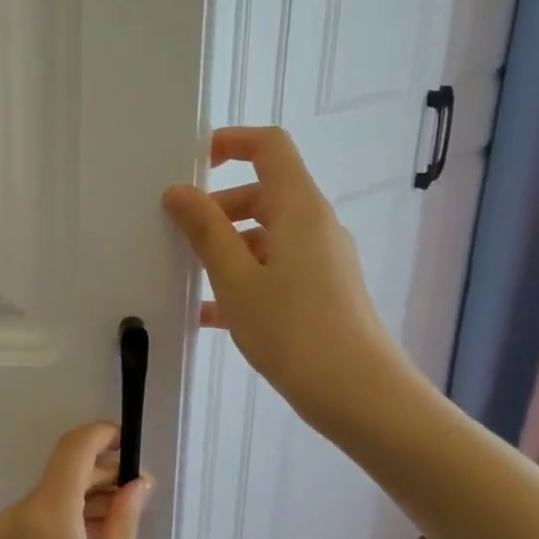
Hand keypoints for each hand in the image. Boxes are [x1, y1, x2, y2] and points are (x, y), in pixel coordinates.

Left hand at [0, 423, 153, 538]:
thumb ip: (123, 523)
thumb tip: (137, 481)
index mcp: (45, 517)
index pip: (71, 451)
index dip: (100, 435)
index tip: (127, 438)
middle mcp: (14, 517)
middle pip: (58, 475)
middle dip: (97, 471)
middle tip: (137, 485)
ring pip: (46, 500)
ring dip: (80, 497)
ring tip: (121, 514)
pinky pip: (32, 524)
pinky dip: (61, 520)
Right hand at [162, 126, 415, 434]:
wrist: (361, 397)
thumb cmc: (294, 330)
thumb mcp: (236, 279)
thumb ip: (205, 231)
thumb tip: (178, 192)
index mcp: (299, 209)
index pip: (269, 147)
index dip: (230, 142)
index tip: (191, 164)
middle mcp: (315, 225)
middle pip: (262, 193)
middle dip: (217, 207)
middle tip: (177, 235)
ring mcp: (322, 260)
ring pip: (265, 235)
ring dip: (225, 247)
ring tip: (187, 277)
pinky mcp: (322, 291)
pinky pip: (274, 268)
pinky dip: (243, 277)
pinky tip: (209, 313)